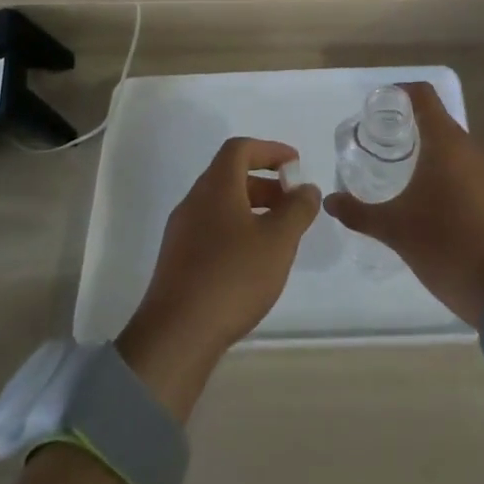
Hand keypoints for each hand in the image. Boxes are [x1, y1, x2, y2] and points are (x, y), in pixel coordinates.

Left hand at [117, 136, 320, 420]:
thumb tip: (306, 188)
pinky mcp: (178, 260)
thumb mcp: (278, 240)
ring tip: (279, 235)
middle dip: (266, 183)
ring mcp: (182, 231)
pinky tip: (254, 261)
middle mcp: (194, 201)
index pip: (240, 149)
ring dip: (252, 209)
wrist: (177, 334)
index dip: (270, 150)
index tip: (295, 164)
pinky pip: (212, 229)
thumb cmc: (233, 276)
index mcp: (216, 187)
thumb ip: (297, 209)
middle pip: (230, 176)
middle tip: (293, 203)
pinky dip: (237, 230)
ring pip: (221, 205)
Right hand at [324, 81, 483, 326]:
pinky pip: (467, 166)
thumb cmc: (444, 245)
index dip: (400, 93)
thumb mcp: (393, 229)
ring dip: (429, 148)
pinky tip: (430, 194)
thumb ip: (358, 211)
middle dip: (409, 124)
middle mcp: (470, 147)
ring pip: (453, 145)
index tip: (378, 107)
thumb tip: (330, 200)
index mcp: (445, 142)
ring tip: (402, 168)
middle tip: (381, 141)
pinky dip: (447, 169)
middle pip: (437, 119)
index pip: (423, 95)